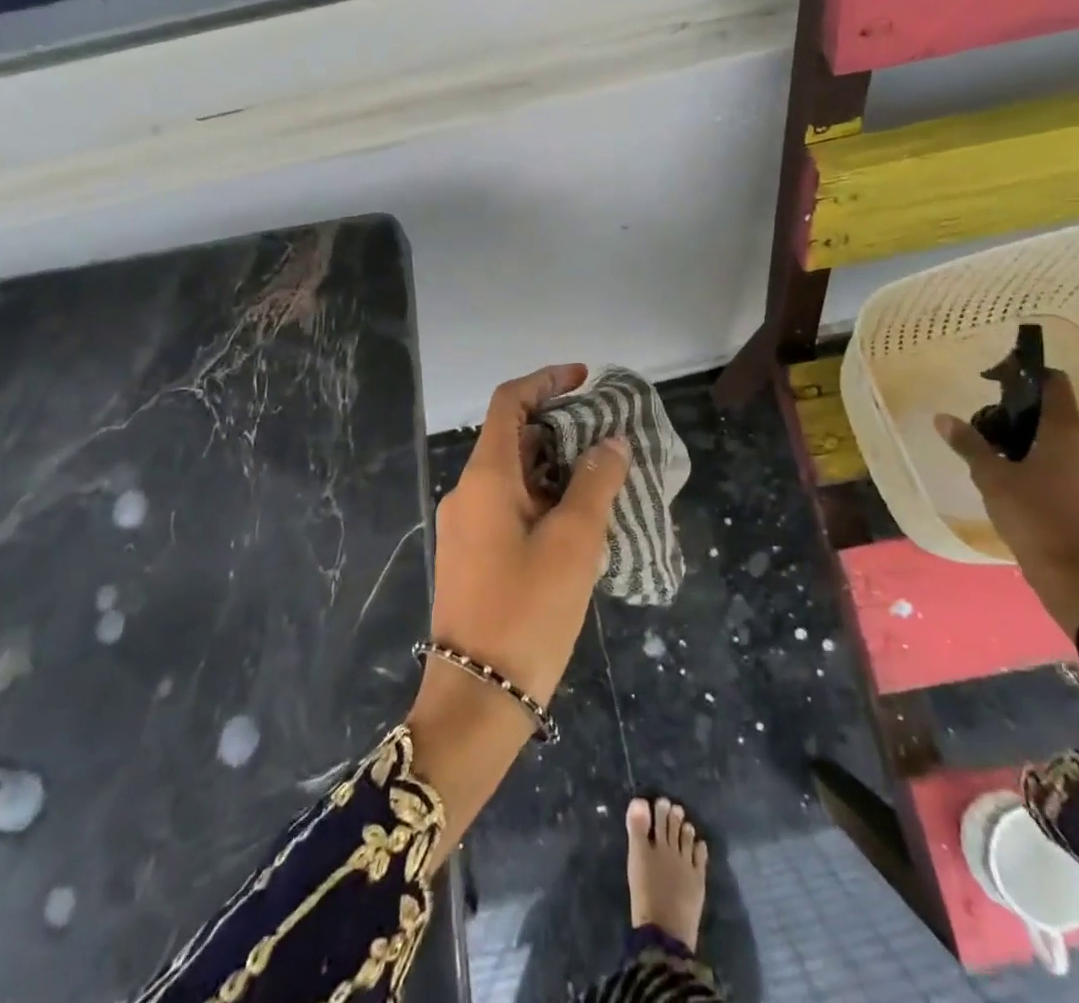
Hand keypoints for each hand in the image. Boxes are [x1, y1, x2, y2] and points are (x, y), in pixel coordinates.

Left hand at [426, 363, 630, 704]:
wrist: (477, 699)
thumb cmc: (527, 611)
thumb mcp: (575, 543)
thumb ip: (596, 483)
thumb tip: (611, 442)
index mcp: (486, 478)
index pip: (509, 402)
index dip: (547, 381)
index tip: (586, 380)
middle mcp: (469, 493)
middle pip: (513, 436)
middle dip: (560, 425)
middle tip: (608, 434)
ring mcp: (468, 526)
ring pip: (515, 475)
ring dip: (556, 465)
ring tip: (605, 474)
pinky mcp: (474, 555)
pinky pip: (511, 506)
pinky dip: (545, 497)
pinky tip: (581, 518)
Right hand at [935, 372, 1078, 638]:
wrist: (1077, 575)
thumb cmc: (1033, 517)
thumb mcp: (992, 478)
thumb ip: (969, 444)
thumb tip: (942, 417)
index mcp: (1069, 429)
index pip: (1054, 382)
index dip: (1025, 375)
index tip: (996, 383)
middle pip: (1058, 412)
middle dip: (1025, 417)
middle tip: (993, 434)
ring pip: (1068, 438)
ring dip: (1040, 441)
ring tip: (1008, 461)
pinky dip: (1056, 461)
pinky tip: (1031, 482)